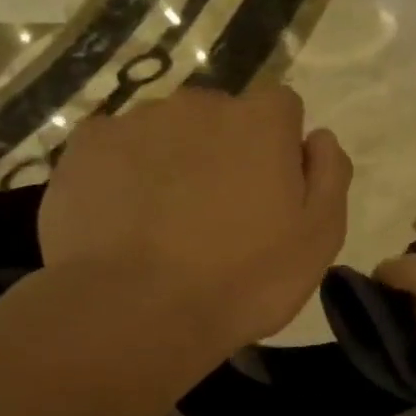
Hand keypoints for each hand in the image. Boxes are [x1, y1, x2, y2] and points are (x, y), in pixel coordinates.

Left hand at [38, 87, 351, 351]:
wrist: (137, 311)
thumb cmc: (245, 279)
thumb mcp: (319, 238)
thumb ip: (329, 175)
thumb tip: (319, 138)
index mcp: (260, 122)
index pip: (282, 107)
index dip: (281, 147)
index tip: (273, 192)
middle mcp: (199, 105)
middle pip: (222, 117)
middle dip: (225, 152)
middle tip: (220, 216)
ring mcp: (137, 121)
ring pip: (167, 133)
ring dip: (175, 163)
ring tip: (167, 225)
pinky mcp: (86, 146)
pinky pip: (117, 150)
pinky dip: (125, 175)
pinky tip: (125, 221)